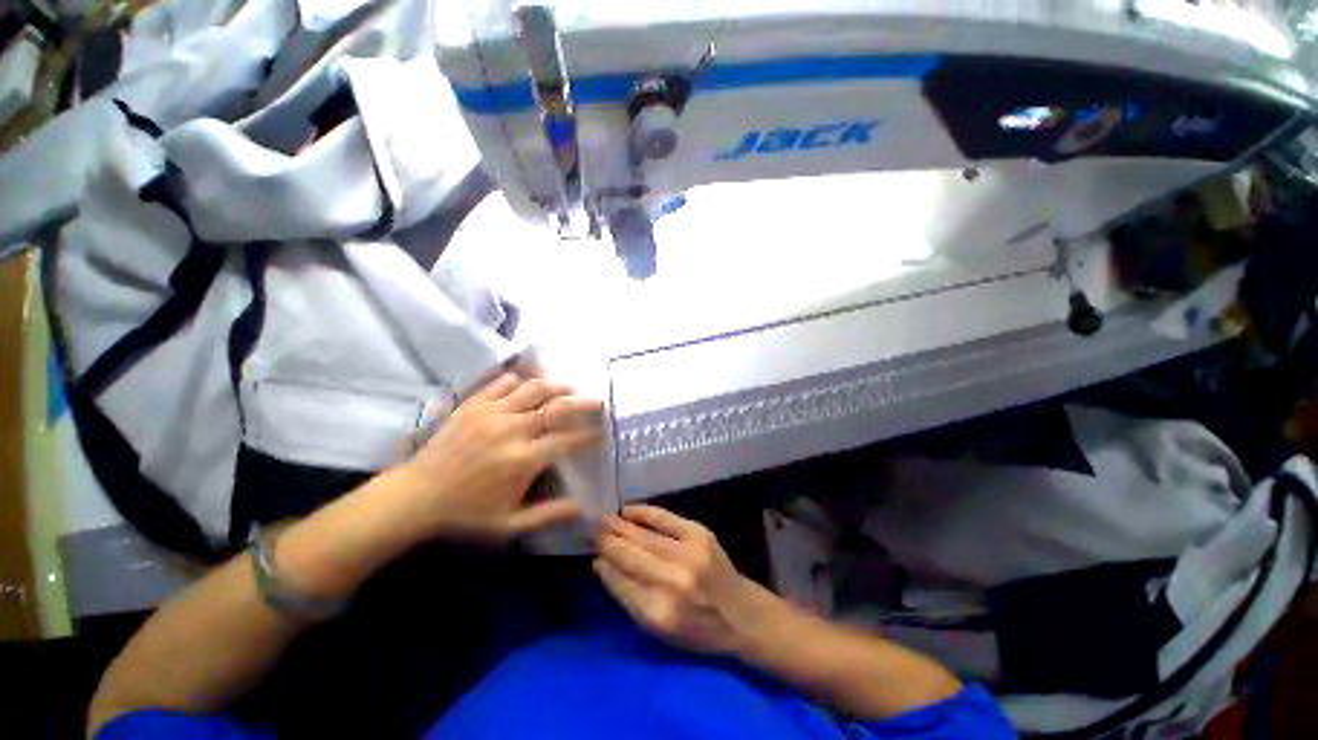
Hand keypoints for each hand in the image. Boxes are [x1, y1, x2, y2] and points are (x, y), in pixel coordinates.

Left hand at [393, 373, 601, 540]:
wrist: (414, 497)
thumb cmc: (465, 513)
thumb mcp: (510, 525)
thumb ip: (550, 515)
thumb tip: (585, 507)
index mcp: (524, 459)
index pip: (569, 439)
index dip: (590, 434)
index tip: (603, 432)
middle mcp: (513, 429)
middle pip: (558, 407)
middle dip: (584, 403)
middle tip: (599, 402)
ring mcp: (492, 412)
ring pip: (535, 388)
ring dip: (557, 386)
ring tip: (568, 389)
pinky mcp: (474, 404)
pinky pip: (504, 382)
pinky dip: (521, 381)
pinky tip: (527, 387)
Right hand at [594, 506, 767, 654]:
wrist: (740, 613)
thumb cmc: (697, 630)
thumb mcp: (658, 631)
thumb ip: (628, 598)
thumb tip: (601, 565)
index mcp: (658, 614)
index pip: (619, 582)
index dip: (603, 564)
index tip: (590, 551)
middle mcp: (671, 582)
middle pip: (629, 555)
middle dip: (606, 540)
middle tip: (589, 528)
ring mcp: (687, 554)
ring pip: (643, 536)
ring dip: (620, 525)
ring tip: (603, 519)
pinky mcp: (699, 534)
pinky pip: (664, 518)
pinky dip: (644, 512)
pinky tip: (628, 510)